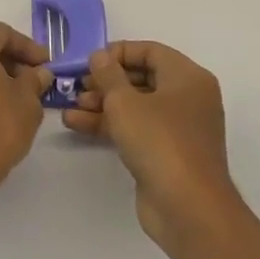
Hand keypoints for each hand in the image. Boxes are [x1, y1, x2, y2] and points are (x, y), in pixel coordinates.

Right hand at [63, 41, 242, 251]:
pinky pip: (135, 128)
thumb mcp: (125, 102)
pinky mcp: (166, 153)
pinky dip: (109, 124)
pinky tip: (77, 124)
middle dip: (106, 80)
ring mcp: (178, 128)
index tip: (90, 61)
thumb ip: (108, 74)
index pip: (151, 51)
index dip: (118, 52)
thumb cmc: (159, 142)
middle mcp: (187, 98)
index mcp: (187, 78)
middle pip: (142, 78)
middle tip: (78, 85)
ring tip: (71, 106)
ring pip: (136, 105)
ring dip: (102, 103)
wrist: (188, 207)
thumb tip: (100, 56)